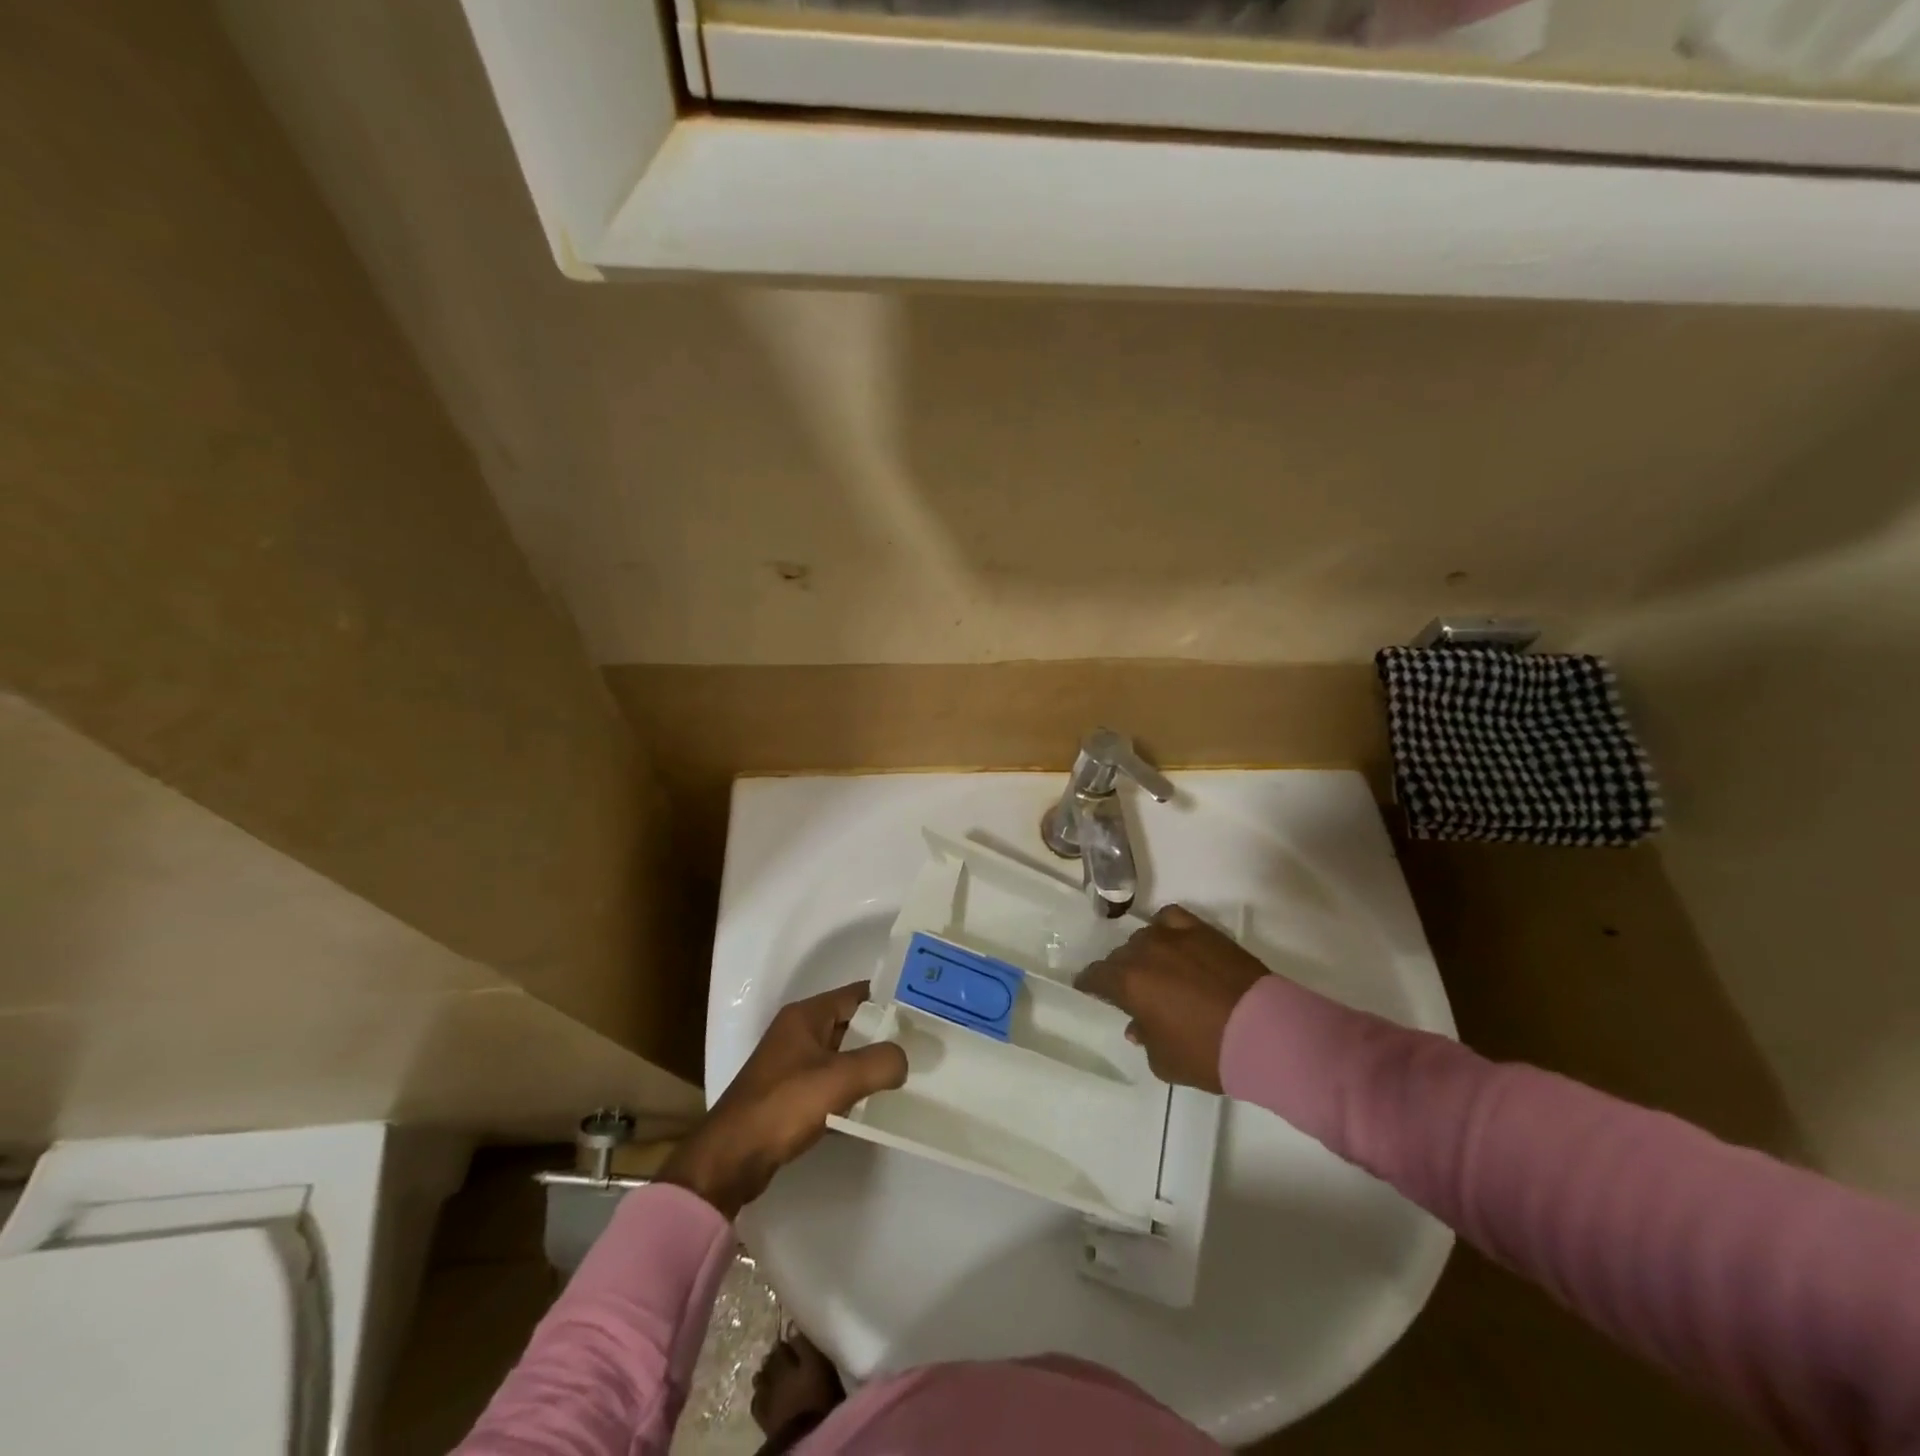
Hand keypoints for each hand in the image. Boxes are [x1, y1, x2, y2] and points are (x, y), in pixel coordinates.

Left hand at [659, 982, 906, 1217]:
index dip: (889, 1000)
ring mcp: (791, 1065)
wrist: (731, 1159)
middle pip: (851, 1024)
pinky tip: (874, 1105)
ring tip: (905, 1075)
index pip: (857, 994)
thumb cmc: (784, 1106)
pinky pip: (830, 1083)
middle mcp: (798, 1032)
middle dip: (883, 1035)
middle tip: (921, 1047)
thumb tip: (902, 1060)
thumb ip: (881, 1062)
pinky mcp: (789, 1095)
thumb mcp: (840, 1079)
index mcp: (806, 1016)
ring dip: (868, 1065)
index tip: (921, 1012)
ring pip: (842, 1056)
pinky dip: (851, 1090)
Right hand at [1076, 905, 1267, 1092]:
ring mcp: (1174, 937)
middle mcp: (1144, 952)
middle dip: (1120, 973)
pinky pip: (1171, 919)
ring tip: (1157, 970)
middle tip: (1133, 992)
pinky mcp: (1203, 930)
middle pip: (1120, 956)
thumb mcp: (1165, 1062)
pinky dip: (1165, 929)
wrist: (1265, 1033)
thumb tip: (1139, 1025)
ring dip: (1144, 954)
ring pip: (1144, 938)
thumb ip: (1145, 1039)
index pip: (1096, 977)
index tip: (1090, 990)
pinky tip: (1173, 943)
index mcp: (1128, 982)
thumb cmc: (1207, 1053)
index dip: (1090, 985)